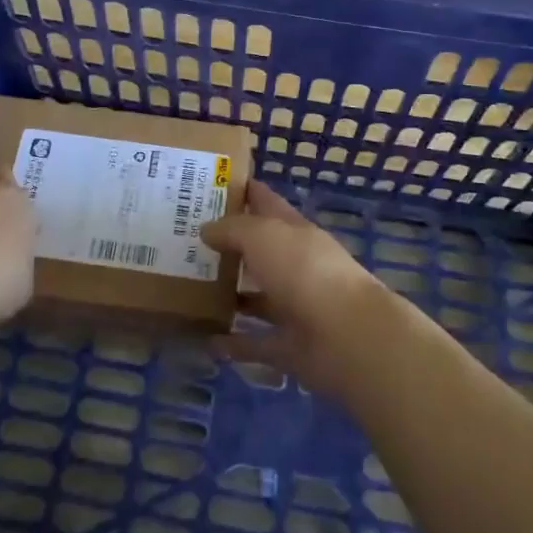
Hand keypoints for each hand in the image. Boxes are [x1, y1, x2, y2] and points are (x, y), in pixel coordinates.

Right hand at [200, 183, 396, 399]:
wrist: (347, 337)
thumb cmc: (304, 271)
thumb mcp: (262, 235)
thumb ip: (232, 229)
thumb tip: (206, 229)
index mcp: (293, 230)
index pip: (265, 201)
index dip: (242, 191)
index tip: (209, 186)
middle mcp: (295, 264)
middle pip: (259, 250)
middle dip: (228, 245)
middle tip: (186, 242)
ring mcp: (294, 307)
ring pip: (256, 297)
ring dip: (230, 294)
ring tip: (191, 290)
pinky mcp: (290, 346)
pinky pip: (256, 343)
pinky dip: (234, 344)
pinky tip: (206, 341)